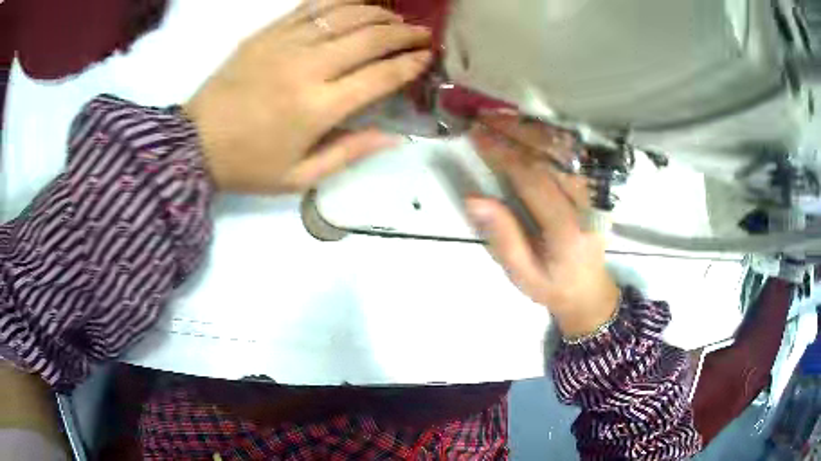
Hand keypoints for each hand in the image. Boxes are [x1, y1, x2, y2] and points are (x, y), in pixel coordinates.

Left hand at [184, 0, 432, 193]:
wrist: (194, 144)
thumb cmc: (247, 165)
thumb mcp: (299, 176)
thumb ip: (349, 153)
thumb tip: (393, 137)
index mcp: (318, 107)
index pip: (380, 76)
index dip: (410, 64)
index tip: (427, 57)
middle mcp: (308, 67)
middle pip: (370, 38)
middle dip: (405, 33)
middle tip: (422, 33)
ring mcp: (286, 44)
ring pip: (345, 15)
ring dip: (378, 14)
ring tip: (396, 18)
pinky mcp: (267, 33)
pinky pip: (312, 7)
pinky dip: (341, 2)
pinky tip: (357, 4)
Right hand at [465, 113, 619, 337]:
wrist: (589, 291)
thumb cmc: (552, 285)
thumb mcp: (521, 273)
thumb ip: (503, 236)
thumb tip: (474, 198)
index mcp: (566, 229)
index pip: (533, 178)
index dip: (503, 153)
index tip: (477, 134)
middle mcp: (585, 205)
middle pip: (550, 156)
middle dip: (516, 132)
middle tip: (484, 117)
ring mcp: (594, 194)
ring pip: (564, 150)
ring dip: (532, 129)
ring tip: (502, 116)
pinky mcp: (594, 189)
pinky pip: (572, 155)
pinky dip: (550, 136)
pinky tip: (529, 126)